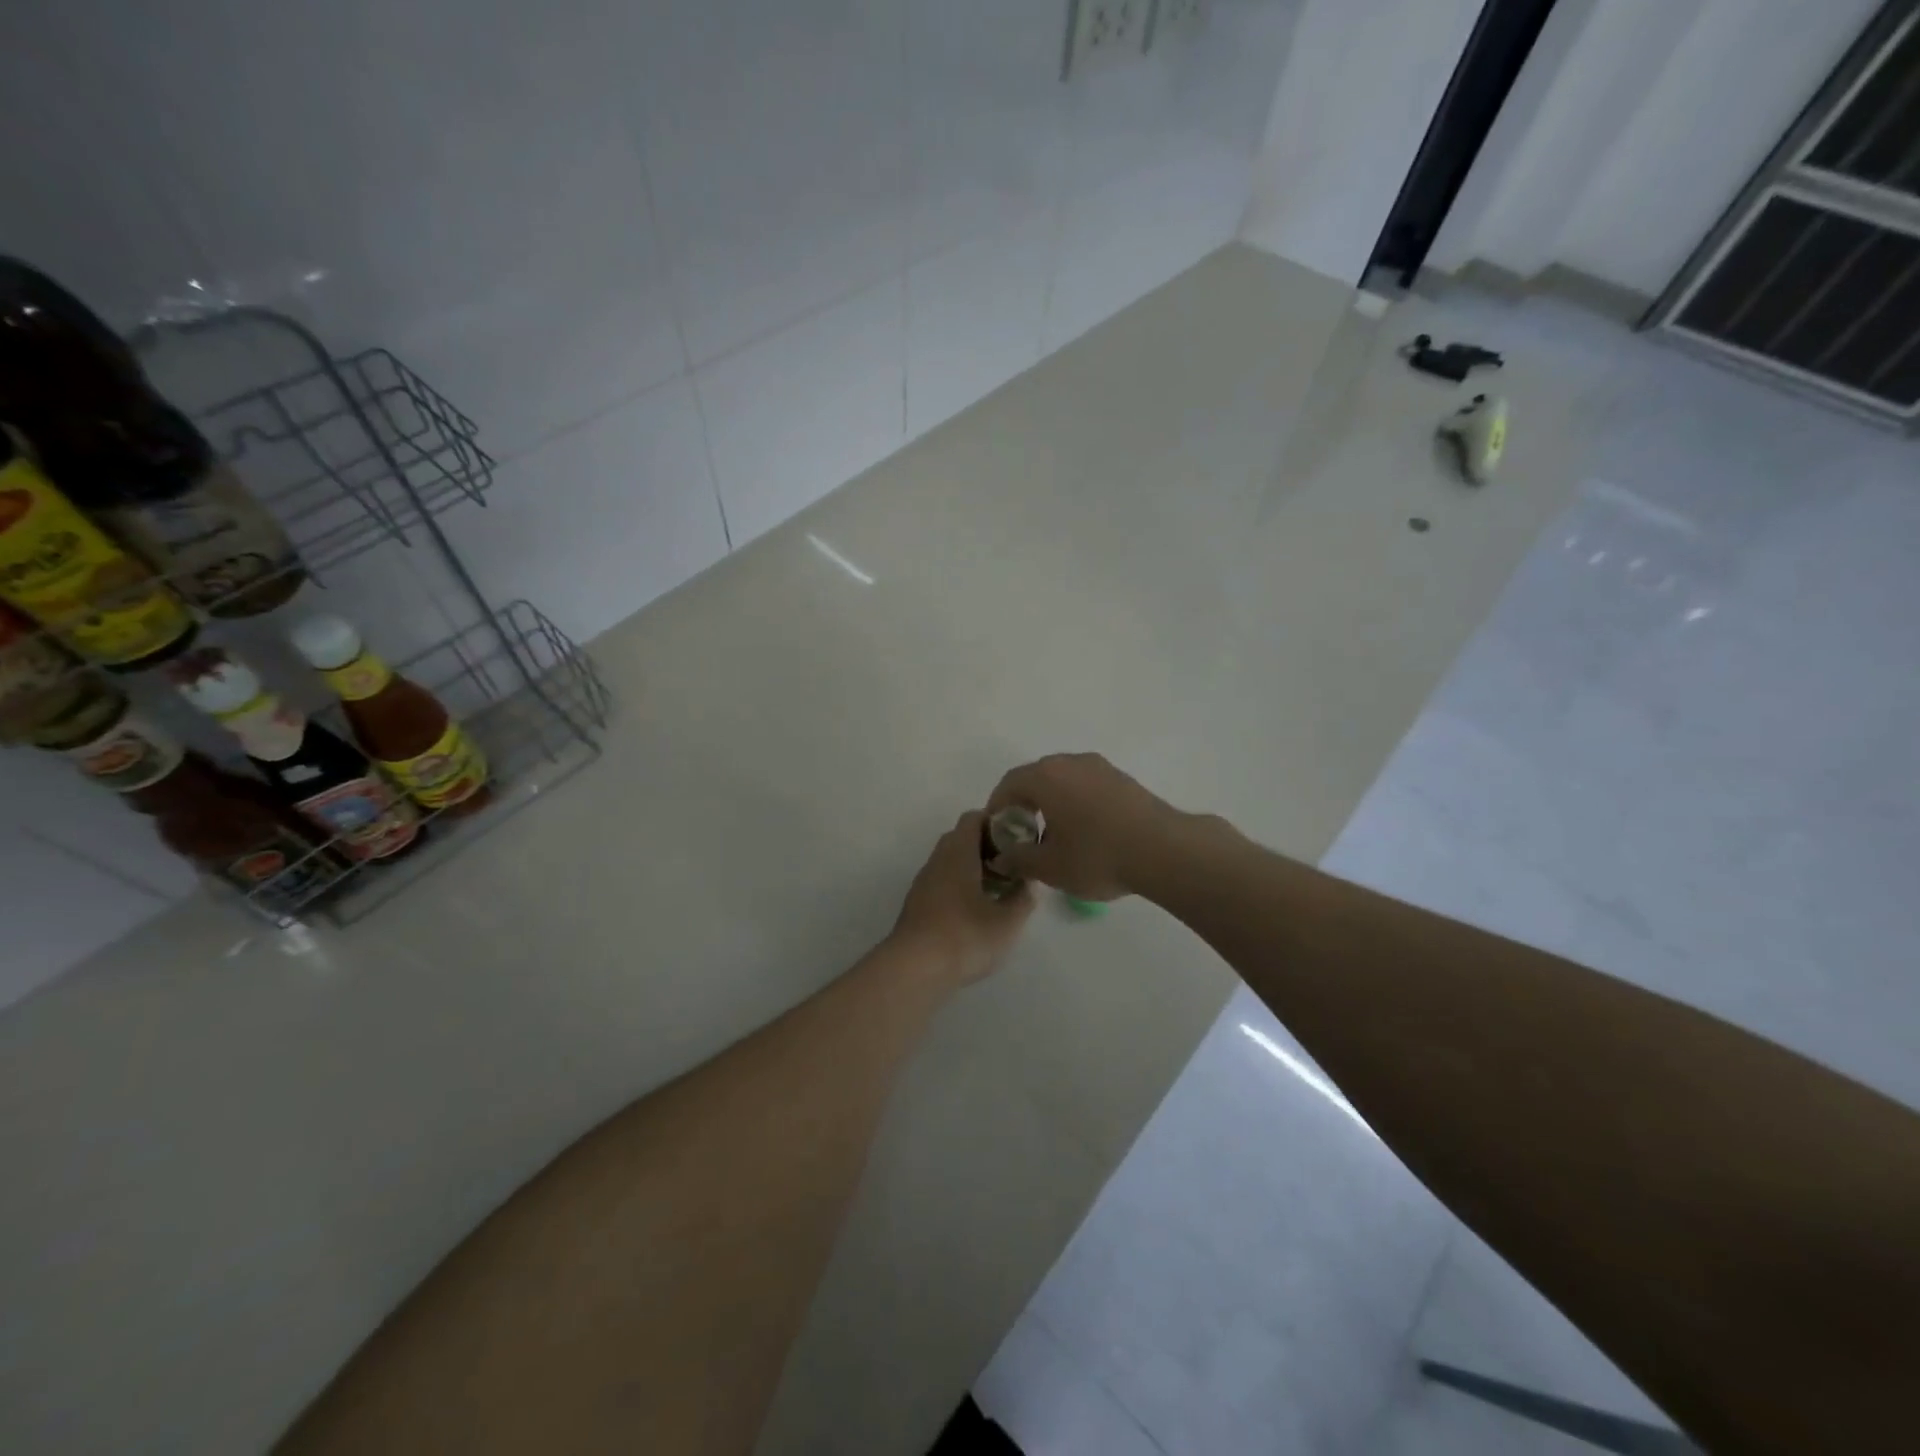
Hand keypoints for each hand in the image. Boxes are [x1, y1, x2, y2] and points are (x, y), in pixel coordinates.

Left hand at [890, 811, 1035, 986]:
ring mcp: (923, 883)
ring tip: (999, 890)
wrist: (914, 969)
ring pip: (950, 862)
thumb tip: (1028, 883)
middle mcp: (937, 861)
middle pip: (961, 839)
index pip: (974, 818)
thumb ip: (1023, 898)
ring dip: (973, 868)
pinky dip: (960, 886)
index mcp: (958, 853)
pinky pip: (942, 883)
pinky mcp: (917, 905)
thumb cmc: (965, 936)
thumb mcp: (1007, 921)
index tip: (1018, 838)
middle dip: (987, 847)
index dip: (996, 821)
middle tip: (1012, 865)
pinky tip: (976, 911)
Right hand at [985, 753, 1183, 901]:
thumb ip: (1019, 859)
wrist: (1164, 850)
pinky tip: (1085, 832)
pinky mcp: (1122, 778)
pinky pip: (1086, 785)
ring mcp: (1100, 767)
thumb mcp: (1050, 867)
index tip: (997, 833)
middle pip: (1036, 778)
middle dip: (1024, 804)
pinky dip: (1075, 802)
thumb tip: (1003, 857)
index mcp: (1046, 777)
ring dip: (1051, 803)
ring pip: (1063, 780)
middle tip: (1023, 835)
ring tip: (1055, 836)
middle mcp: (1070, 762)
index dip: (997, 808)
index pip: (1009, 784)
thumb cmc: (1097, 856)